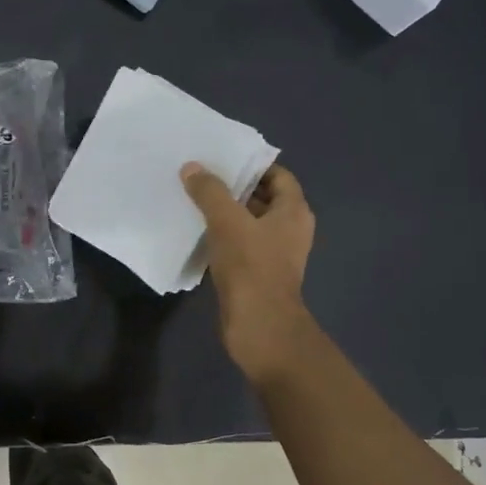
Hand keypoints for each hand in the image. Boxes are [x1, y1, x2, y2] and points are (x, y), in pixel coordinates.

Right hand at [181, 162, 316, 384]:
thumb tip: (192, 167)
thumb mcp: (227, 221)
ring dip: (225, 215)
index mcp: (293, 212)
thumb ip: (210, 192)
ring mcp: (274, 255)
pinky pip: (240, 247)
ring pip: (248, 225)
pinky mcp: (257, 275)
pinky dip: (222, 239)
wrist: (258, 324)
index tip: (222, 160)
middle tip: (201, 177)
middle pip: (262, 199)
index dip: (252, 166)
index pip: (278, 176)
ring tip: (194, 202)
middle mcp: (289, 230)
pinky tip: (197, 235)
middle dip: (234, 189)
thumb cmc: (251, 266)